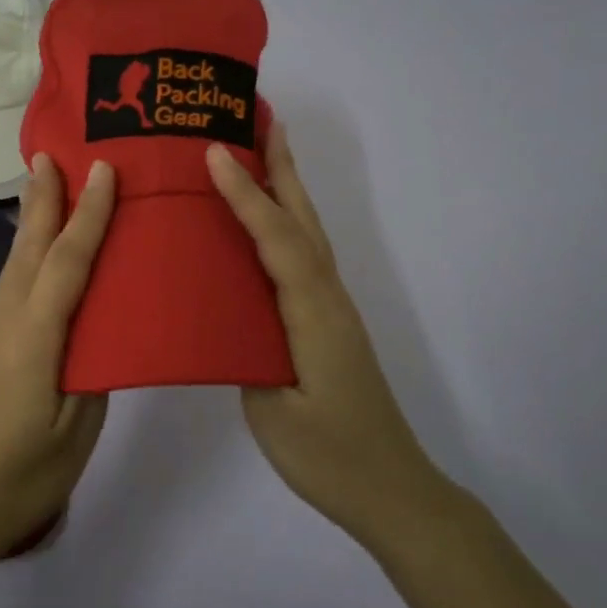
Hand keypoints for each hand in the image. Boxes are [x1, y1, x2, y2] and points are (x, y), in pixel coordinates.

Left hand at [0, 153, 116, 552]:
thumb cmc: (28, 474)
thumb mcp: (77, 427)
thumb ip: (92, 369)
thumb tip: (99, 329)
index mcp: (34, 338)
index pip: (66, 263)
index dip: (87, 215)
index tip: (102, 171)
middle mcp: (5, 322)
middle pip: (27, 248)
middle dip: (41, 198)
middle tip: (49, 153)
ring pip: (13, 263)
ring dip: (30, 221)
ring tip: (43, 185)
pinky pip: (11, 285)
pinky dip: (26, 255)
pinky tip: (36, 252)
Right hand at [206, 126, 456, 554]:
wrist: (391, 491)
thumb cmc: (330, 457)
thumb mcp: (275, 411)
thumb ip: (247, 352)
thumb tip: (223, 311)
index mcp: (312, 314)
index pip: (277, 241)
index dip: (246, 195)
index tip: (215, 152)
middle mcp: (327, 298)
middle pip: (303, 219)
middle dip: (280, 165)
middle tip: (258, 116)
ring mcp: (330, 310)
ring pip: (306, 234)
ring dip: (285, 188)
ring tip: (261, 149)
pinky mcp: (325, 323)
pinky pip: (301, 258)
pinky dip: (284, 224)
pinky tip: (263, 225)